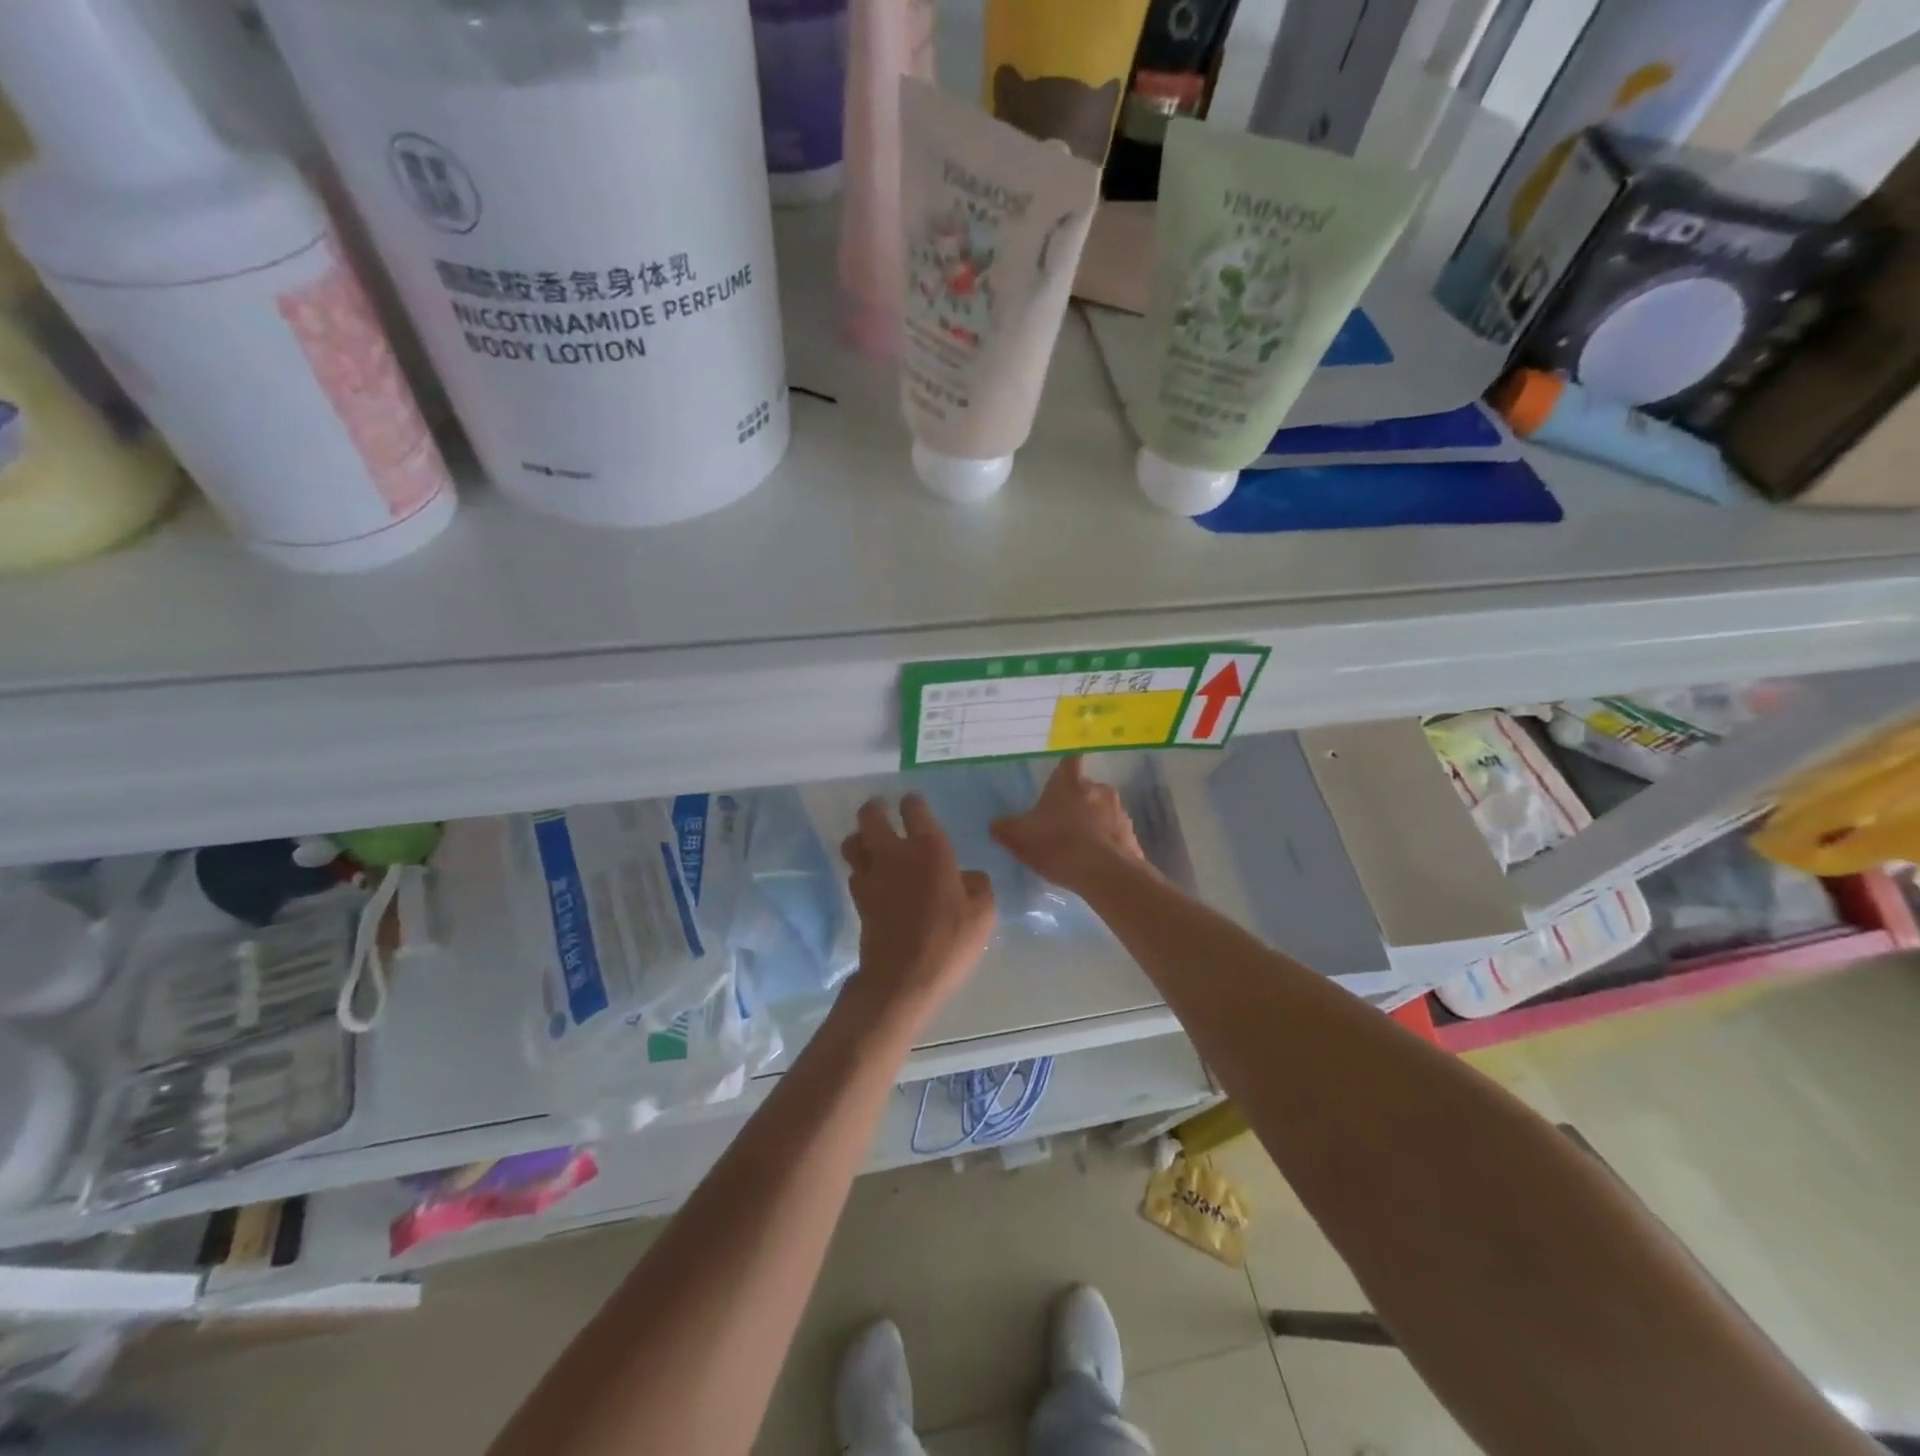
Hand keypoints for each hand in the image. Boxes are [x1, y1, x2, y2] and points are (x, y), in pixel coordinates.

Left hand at [839, 794, 995, 1030]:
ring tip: (870, 841)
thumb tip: (969, 876)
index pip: (914, 809)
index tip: (914, 804)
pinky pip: (854, 872)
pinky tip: (873, 877)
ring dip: (860, 837)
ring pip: (853, 842)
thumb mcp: (982, 913)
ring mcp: (871, 876)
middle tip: (881, 809)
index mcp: (928, 849)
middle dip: (875, 808)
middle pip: (870, 816)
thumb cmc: (949, 941)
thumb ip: (978, 886)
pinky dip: (860, 868)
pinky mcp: (858, 899)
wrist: (903, 979)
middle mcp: (894, 853)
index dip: (913, 802)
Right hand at [991, 757, 1148, 894]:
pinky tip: (1095, 863)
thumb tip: (996, 824)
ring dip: (1094, 823)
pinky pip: (1115, 835)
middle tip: (1061, 824)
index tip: (1058, 783)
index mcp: (1070, 782)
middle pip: (1087, 789)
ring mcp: (1119, 812)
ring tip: (1079, 847)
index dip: (1064, 771)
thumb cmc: (1057, 844)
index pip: (1070, 761)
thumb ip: (1004, 828)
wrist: (1105, 874)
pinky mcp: (1132, 836)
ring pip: (1103, 811)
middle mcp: (1099, 789)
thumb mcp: (1018, 837)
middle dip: (1077, 802)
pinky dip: (1106, 844)